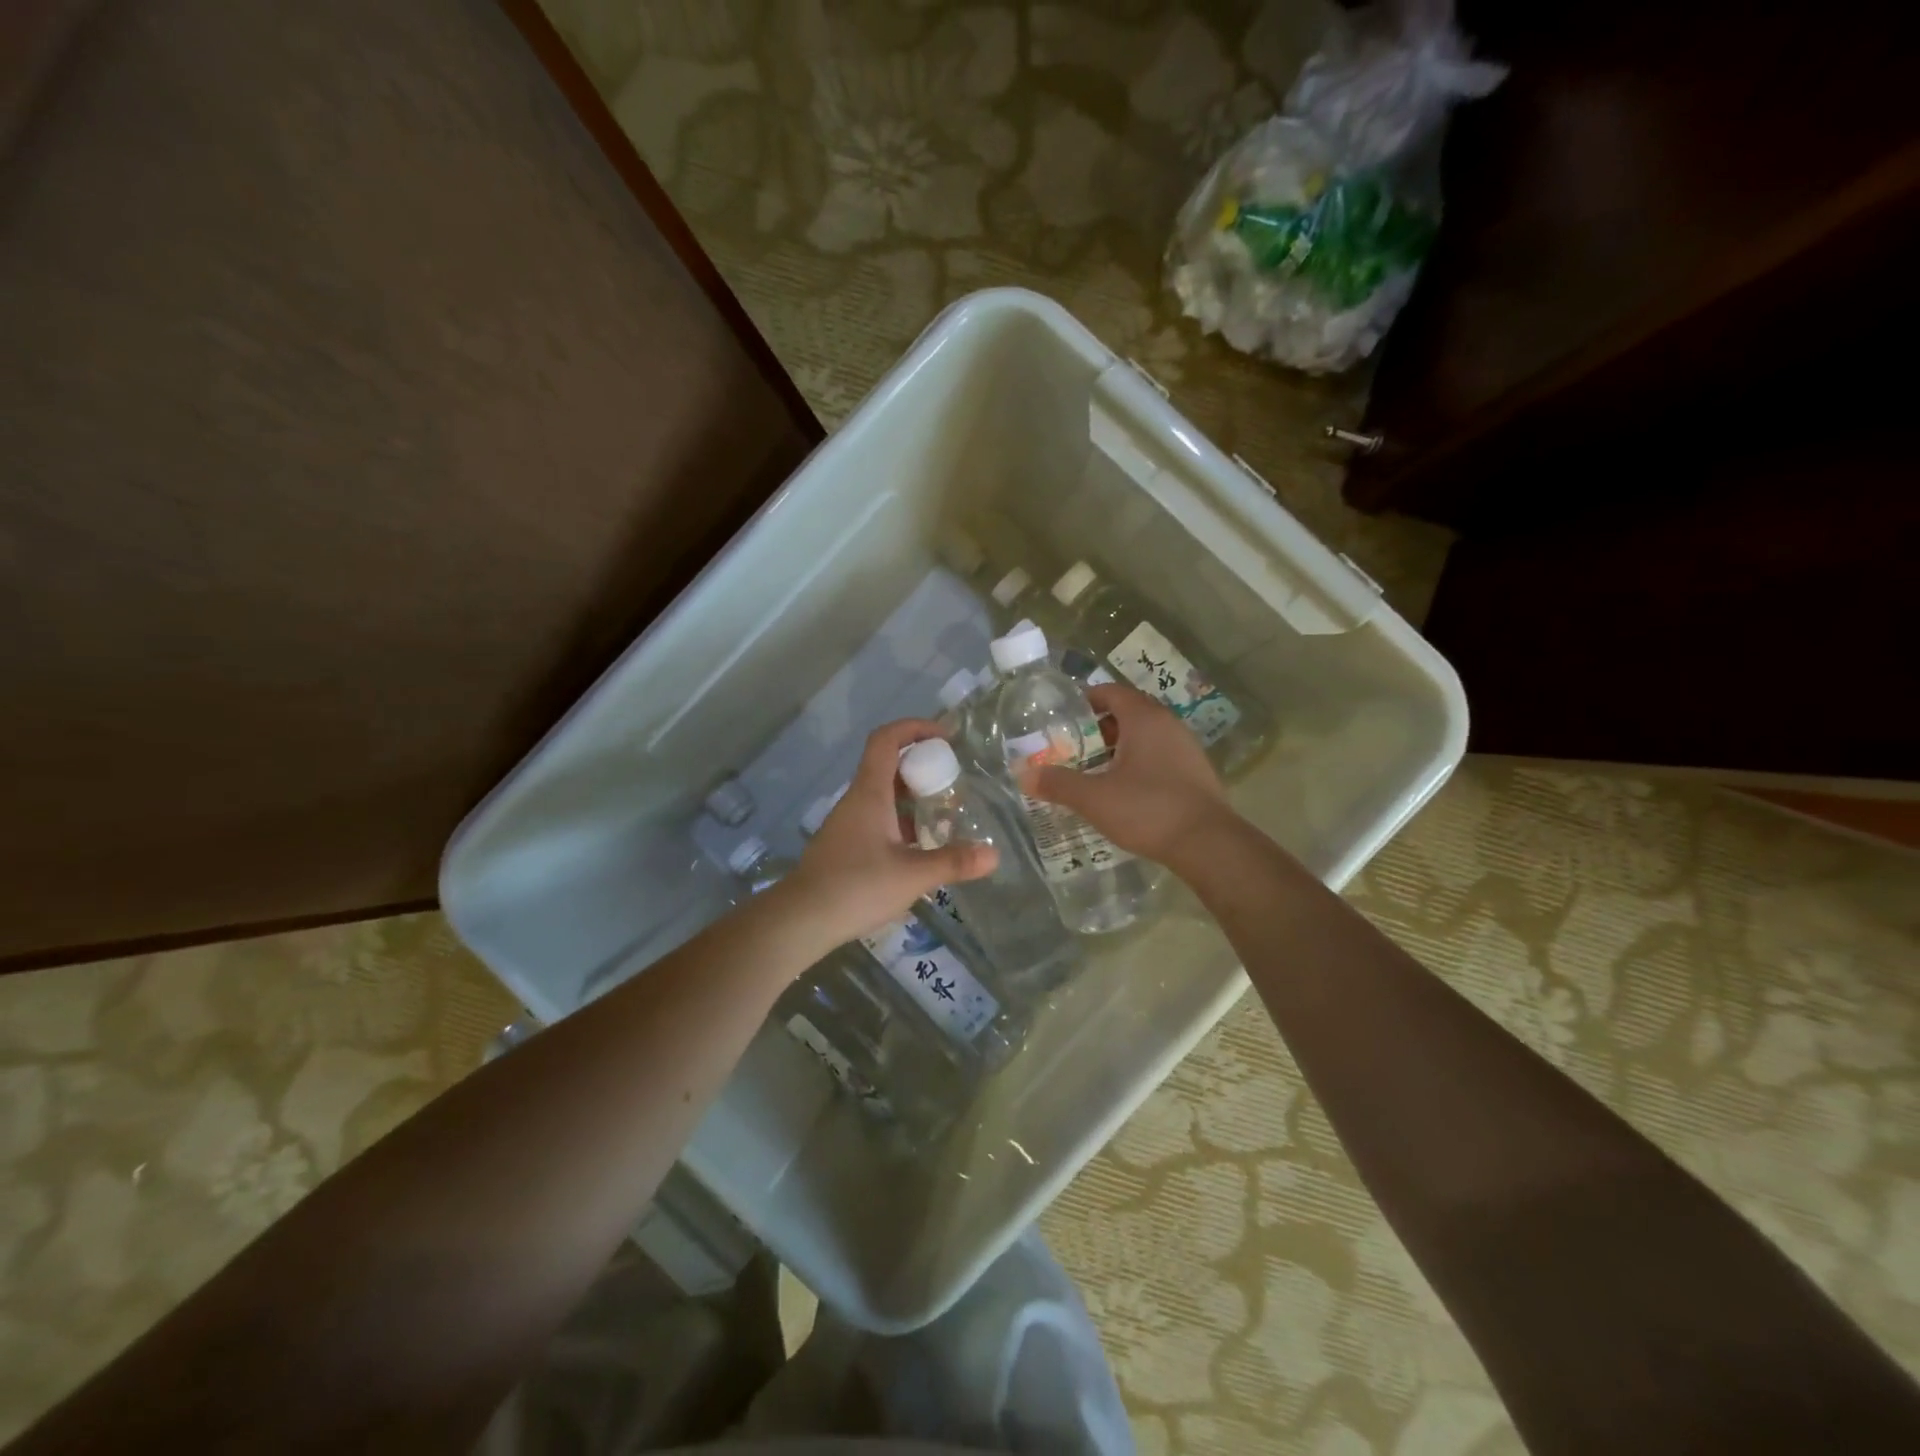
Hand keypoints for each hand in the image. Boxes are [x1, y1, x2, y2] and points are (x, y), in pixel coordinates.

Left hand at [786, 719, 996, 946]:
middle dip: (922, 765)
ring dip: (912, 796)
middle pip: (888, 764)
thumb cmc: (856, 887)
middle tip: (953, 780)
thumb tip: (994, 855)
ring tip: (944, 813)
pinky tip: (920, 846)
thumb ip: (954, 862)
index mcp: (870, 793)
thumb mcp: (912, 875)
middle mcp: (857, 800)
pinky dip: (901, 820)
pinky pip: (877, 817)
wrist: (800, 920)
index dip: (915, 727)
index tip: (946, 736)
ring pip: (883, 794)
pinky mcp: (845, 845)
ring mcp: (848, 822)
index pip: (887, 739)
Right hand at [1019, 683, 1233, 868]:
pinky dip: (1138, 762)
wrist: (1208, 844)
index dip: (1085, 699)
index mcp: (1144, 718)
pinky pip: (1159, 755)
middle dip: (1098, 727)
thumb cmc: (1148, 809)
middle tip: (1071, 746)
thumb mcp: (1094, 798)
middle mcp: (1168, 724)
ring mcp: (1186, 748)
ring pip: (1145, 736)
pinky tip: (1124, 789)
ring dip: (1118, 746)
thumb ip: (1057, 784)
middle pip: (1128, 712)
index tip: (1062, 715)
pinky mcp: (1195, 772)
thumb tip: (1023, 775)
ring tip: (1093, 769)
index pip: (1111, 692)